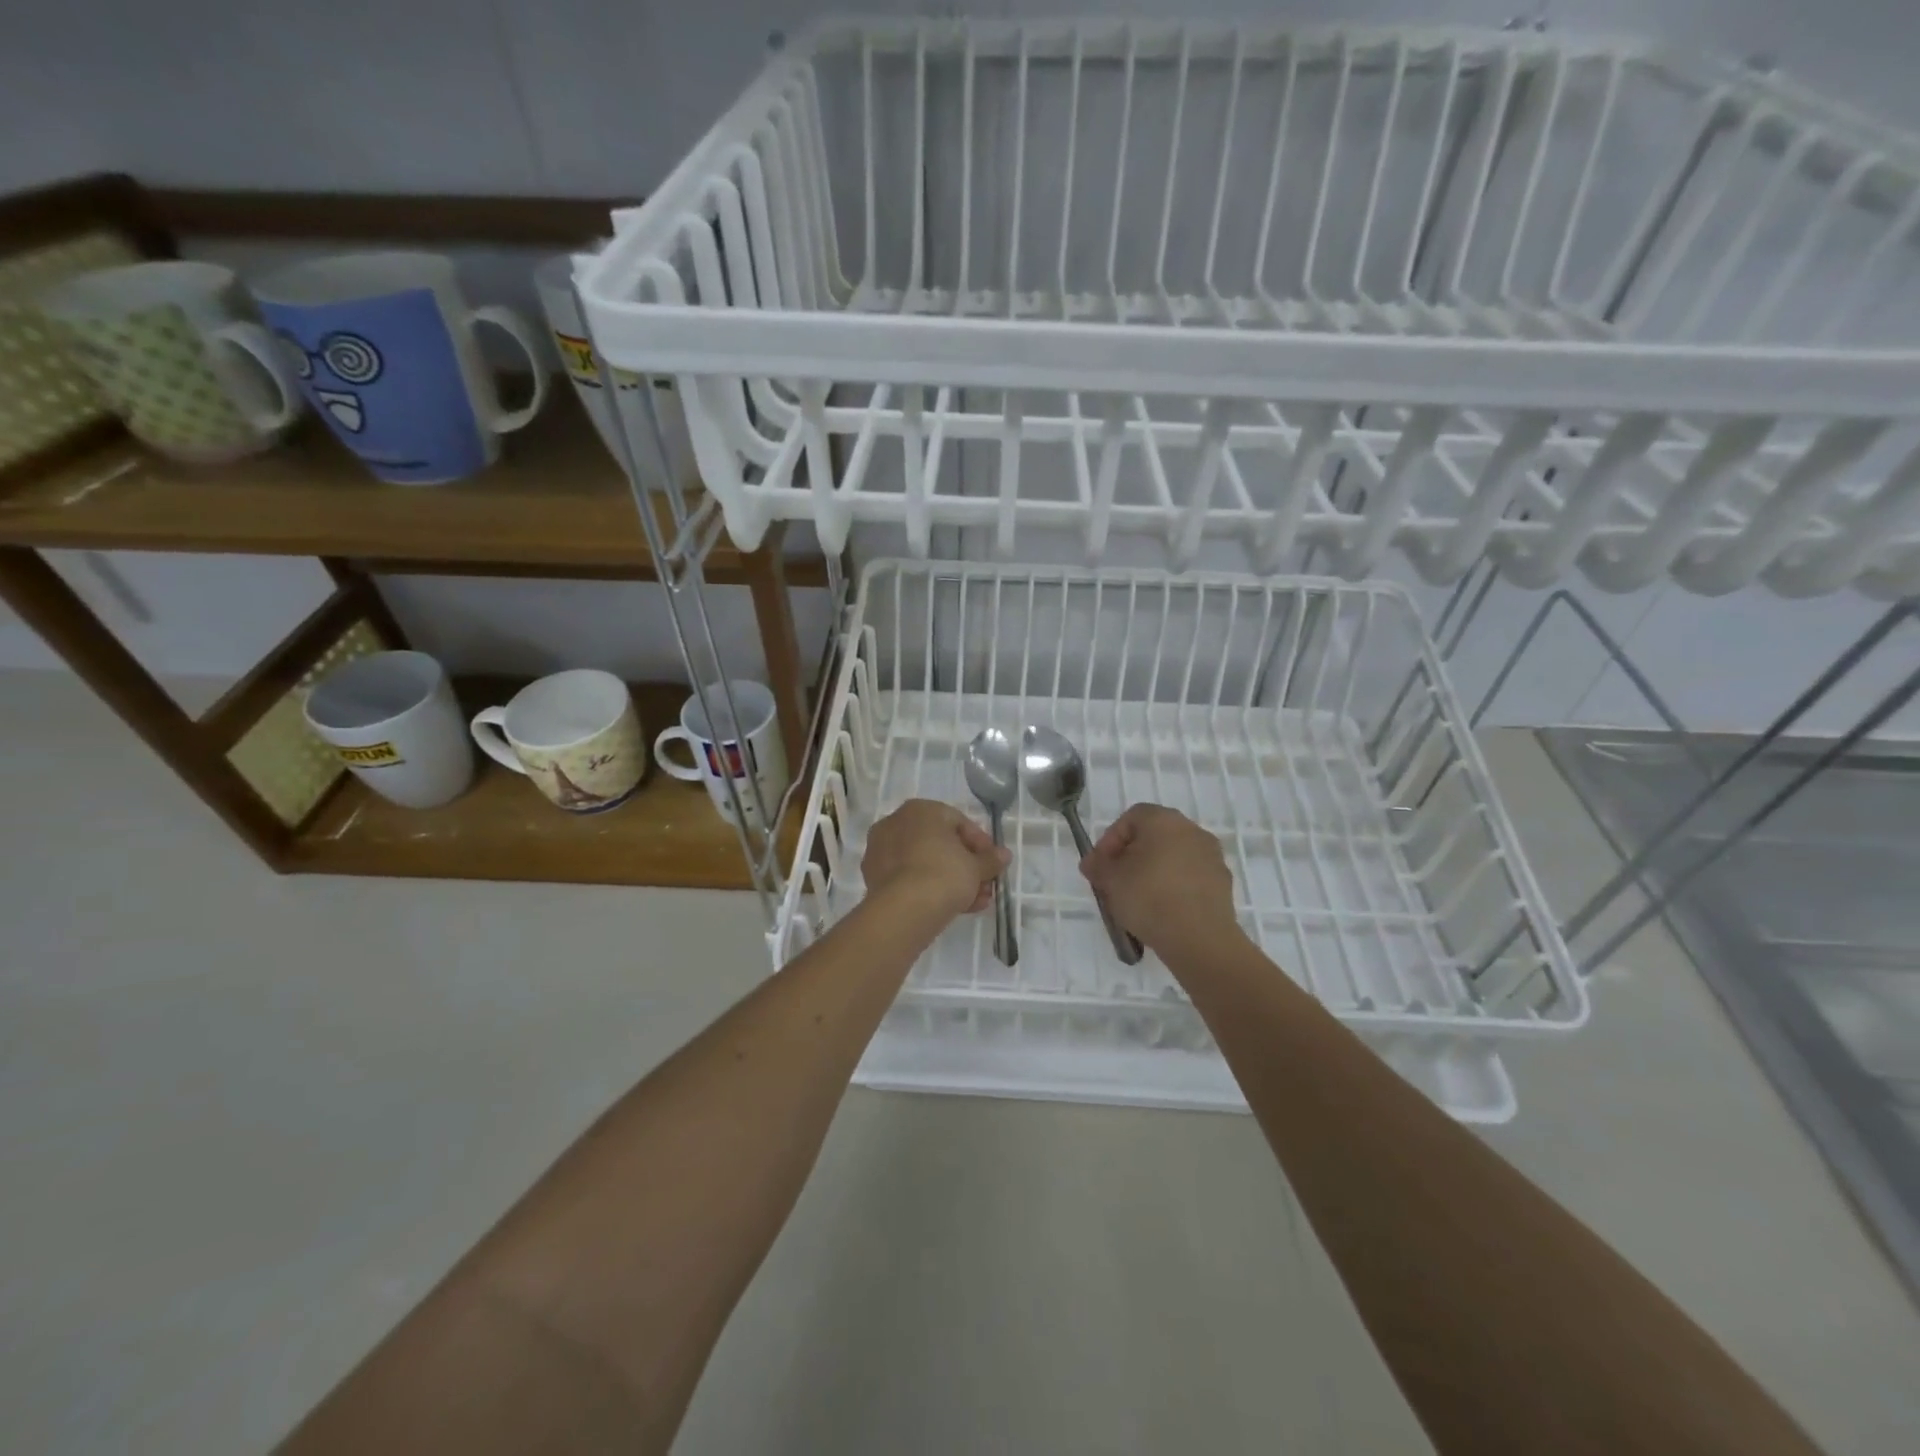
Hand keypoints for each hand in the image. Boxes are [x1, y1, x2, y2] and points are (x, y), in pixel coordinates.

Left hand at [863, 799, 1010, 919]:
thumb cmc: (944, 873)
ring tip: (975, 902)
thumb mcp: (976, 867)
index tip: (993, 863)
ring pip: (924, 863)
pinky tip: (953, 908)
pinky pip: (910, 878)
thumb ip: (990, 859)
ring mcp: (881, 851)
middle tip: (985, 885)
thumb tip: (1004, 855)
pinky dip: (930, 889)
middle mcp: (896, 823)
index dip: (981, 844)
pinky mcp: (874, 877)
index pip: (958, 821)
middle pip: (940, 844)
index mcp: (920, 810)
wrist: (905, 909)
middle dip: (966, 866)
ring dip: (952, 880)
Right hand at [1079, 803, 1237, 954]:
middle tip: (1115, 882)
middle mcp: (1191, 830)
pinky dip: (1174, 888)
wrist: (1199, 938)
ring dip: (1153, 873)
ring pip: (1172, 858)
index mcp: (1163, 820)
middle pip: (1153, 837)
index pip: (1130, 818)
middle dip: (1130, 857)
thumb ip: (1097, 865)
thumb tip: (1093, 863)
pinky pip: (1189, 878)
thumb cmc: (1149, 897)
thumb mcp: (1110, 880)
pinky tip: (1162, 911)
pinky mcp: (1223, 883)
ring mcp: (1211, 856)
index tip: (1100, 866)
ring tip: (1137, 901)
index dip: (1110, 840)